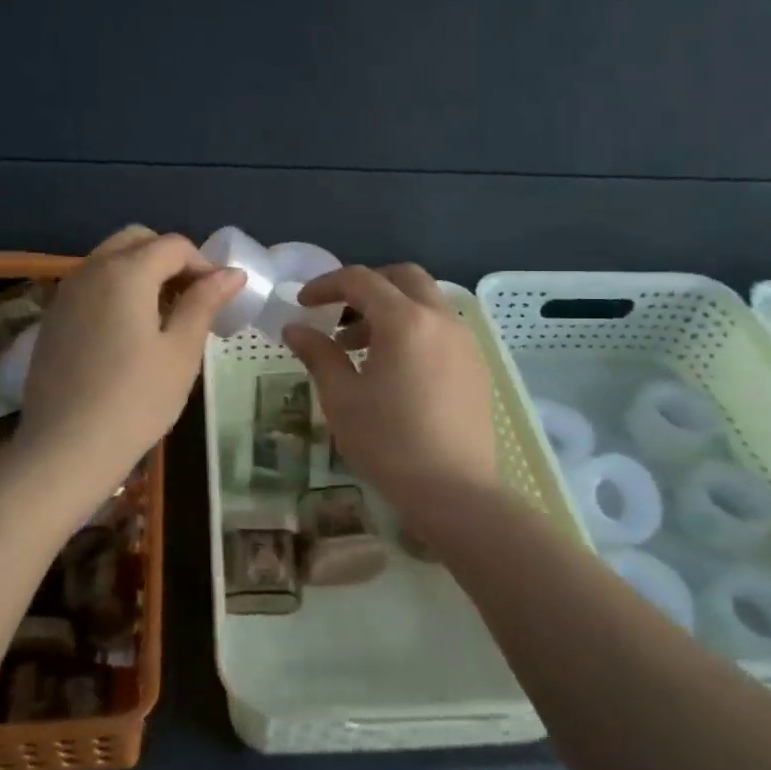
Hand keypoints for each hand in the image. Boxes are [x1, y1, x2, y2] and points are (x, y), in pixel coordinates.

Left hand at [16, 226, 243, 491]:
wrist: (65, 449)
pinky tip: (128, 332)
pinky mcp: (52, 318)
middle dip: (169, 258)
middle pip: (136, 240)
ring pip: (109, 260)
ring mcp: (65, 293)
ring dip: (141, 272)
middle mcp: (90, 270)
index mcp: (126, 272)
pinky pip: (90, 285)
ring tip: (164, 315)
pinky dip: (115, 290)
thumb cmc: (135, 401)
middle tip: (191, 298)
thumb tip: (231, 274)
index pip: (173, 245)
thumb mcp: (181, 352)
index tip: (220, 297)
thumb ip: (204, 303)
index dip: (203, 264)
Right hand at [284, 264, 500, 510]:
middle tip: (337, 312)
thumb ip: (318, 354)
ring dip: (390, 308)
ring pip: (425, 301)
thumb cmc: (389, 443)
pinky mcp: (476, 364)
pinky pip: (440, 327)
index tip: (303, 304)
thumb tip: (294, 328)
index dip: (326, 285)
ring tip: (358, 347)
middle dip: (366, 285)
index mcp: (404, 321)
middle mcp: (440, 319)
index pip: (361, 280)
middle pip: (402, 277)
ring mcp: (464, 341)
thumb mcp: (342, 398)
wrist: (455, 492)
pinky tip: (394, 368)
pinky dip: (413, 328)